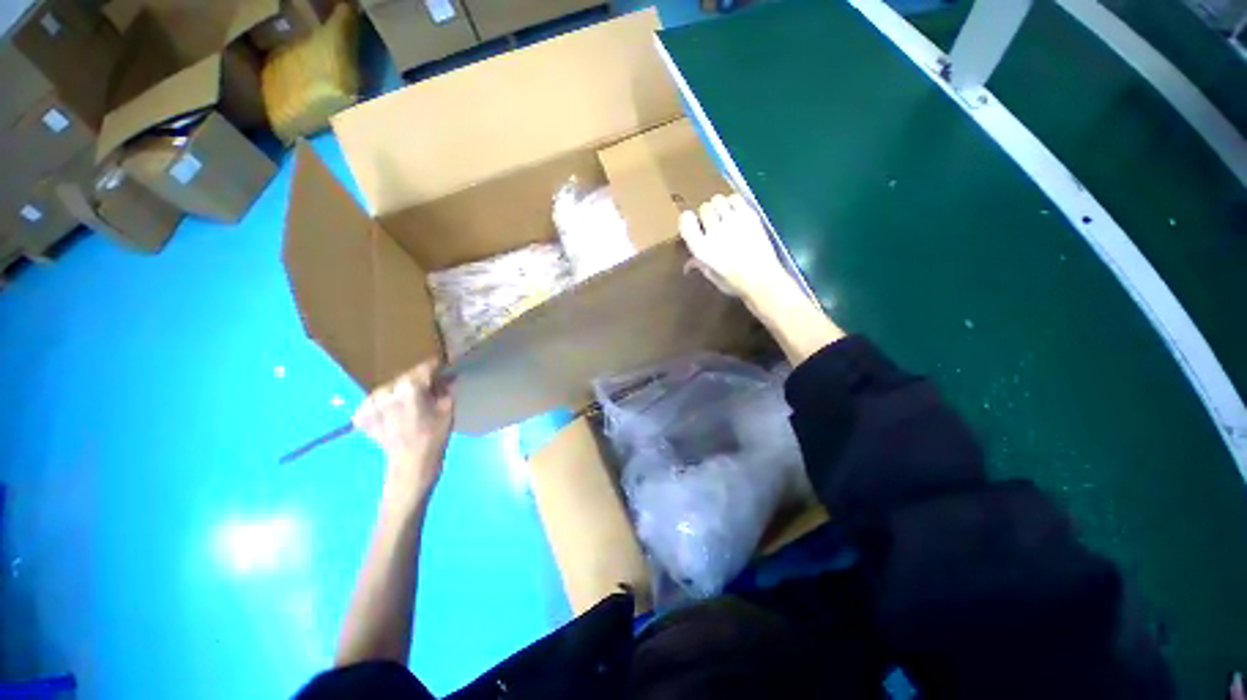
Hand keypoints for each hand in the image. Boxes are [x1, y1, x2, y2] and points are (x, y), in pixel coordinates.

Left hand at [354, 360, 454, 506]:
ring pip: (388, 390)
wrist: (412, 462)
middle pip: (404, 378)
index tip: (441, 366)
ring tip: (406, 403)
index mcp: (410, 387)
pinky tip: (391, 413)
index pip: (424, 368)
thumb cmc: (435, 434)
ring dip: (397, 393)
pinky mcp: (360, 416)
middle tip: (425, 389)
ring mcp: (370, 404)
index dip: (434, 367)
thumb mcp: (447, 407)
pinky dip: (381, 406)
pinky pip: (372, 403)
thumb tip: (445, 375)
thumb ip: (444, 387)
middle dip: (415, 381)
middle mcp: (387, 392)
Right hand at [679, 193, 789, 301]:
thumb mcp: (713, 277)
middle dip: (706, 214)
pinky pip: (735, 198)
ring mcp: (732, 222)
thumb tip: (690, 262)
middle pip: (704, 208)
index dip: (687, 219)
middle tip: (712, 223)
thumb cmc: (735, 283)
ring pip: (718, 200)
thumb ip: (700, 265)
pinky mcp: (749, 216)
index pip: (686, 222)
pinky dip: (732, 202)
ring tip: (724, 216)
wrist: (763, 280)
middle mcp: (714, 232)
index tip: (692, 223)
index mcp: (701, 249)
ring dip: (719, 207)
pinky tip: (735, 212)